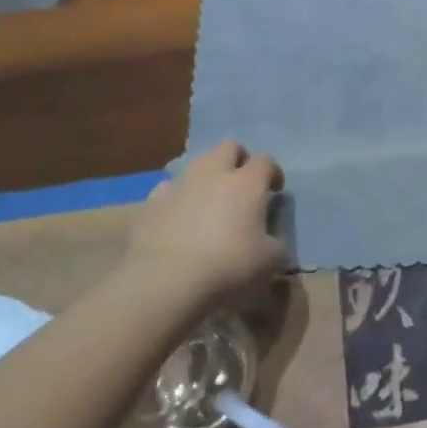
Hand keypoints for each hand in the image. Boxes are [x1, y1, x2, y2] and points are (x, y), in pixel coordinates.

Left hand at [119, 141, 287, 308]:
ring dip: (206, 177)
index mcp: (247, 183)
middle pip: (229, 147)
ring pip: (195, 164)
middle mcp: (213, 174)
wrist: (167, 280)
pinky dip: (175, 199)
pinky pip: (166, 190)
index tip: (275, 191)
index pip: (265, 161)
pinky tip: (177, 218)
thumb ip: (276, 248)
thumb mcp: (269, 262)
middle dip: (239, 159)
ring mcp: (178, 186)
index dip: (273, 173)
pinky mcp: (150, 204)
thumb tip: (275, 247)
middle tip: (243, 184)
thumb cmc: (229, 265)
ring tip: (209, 201)